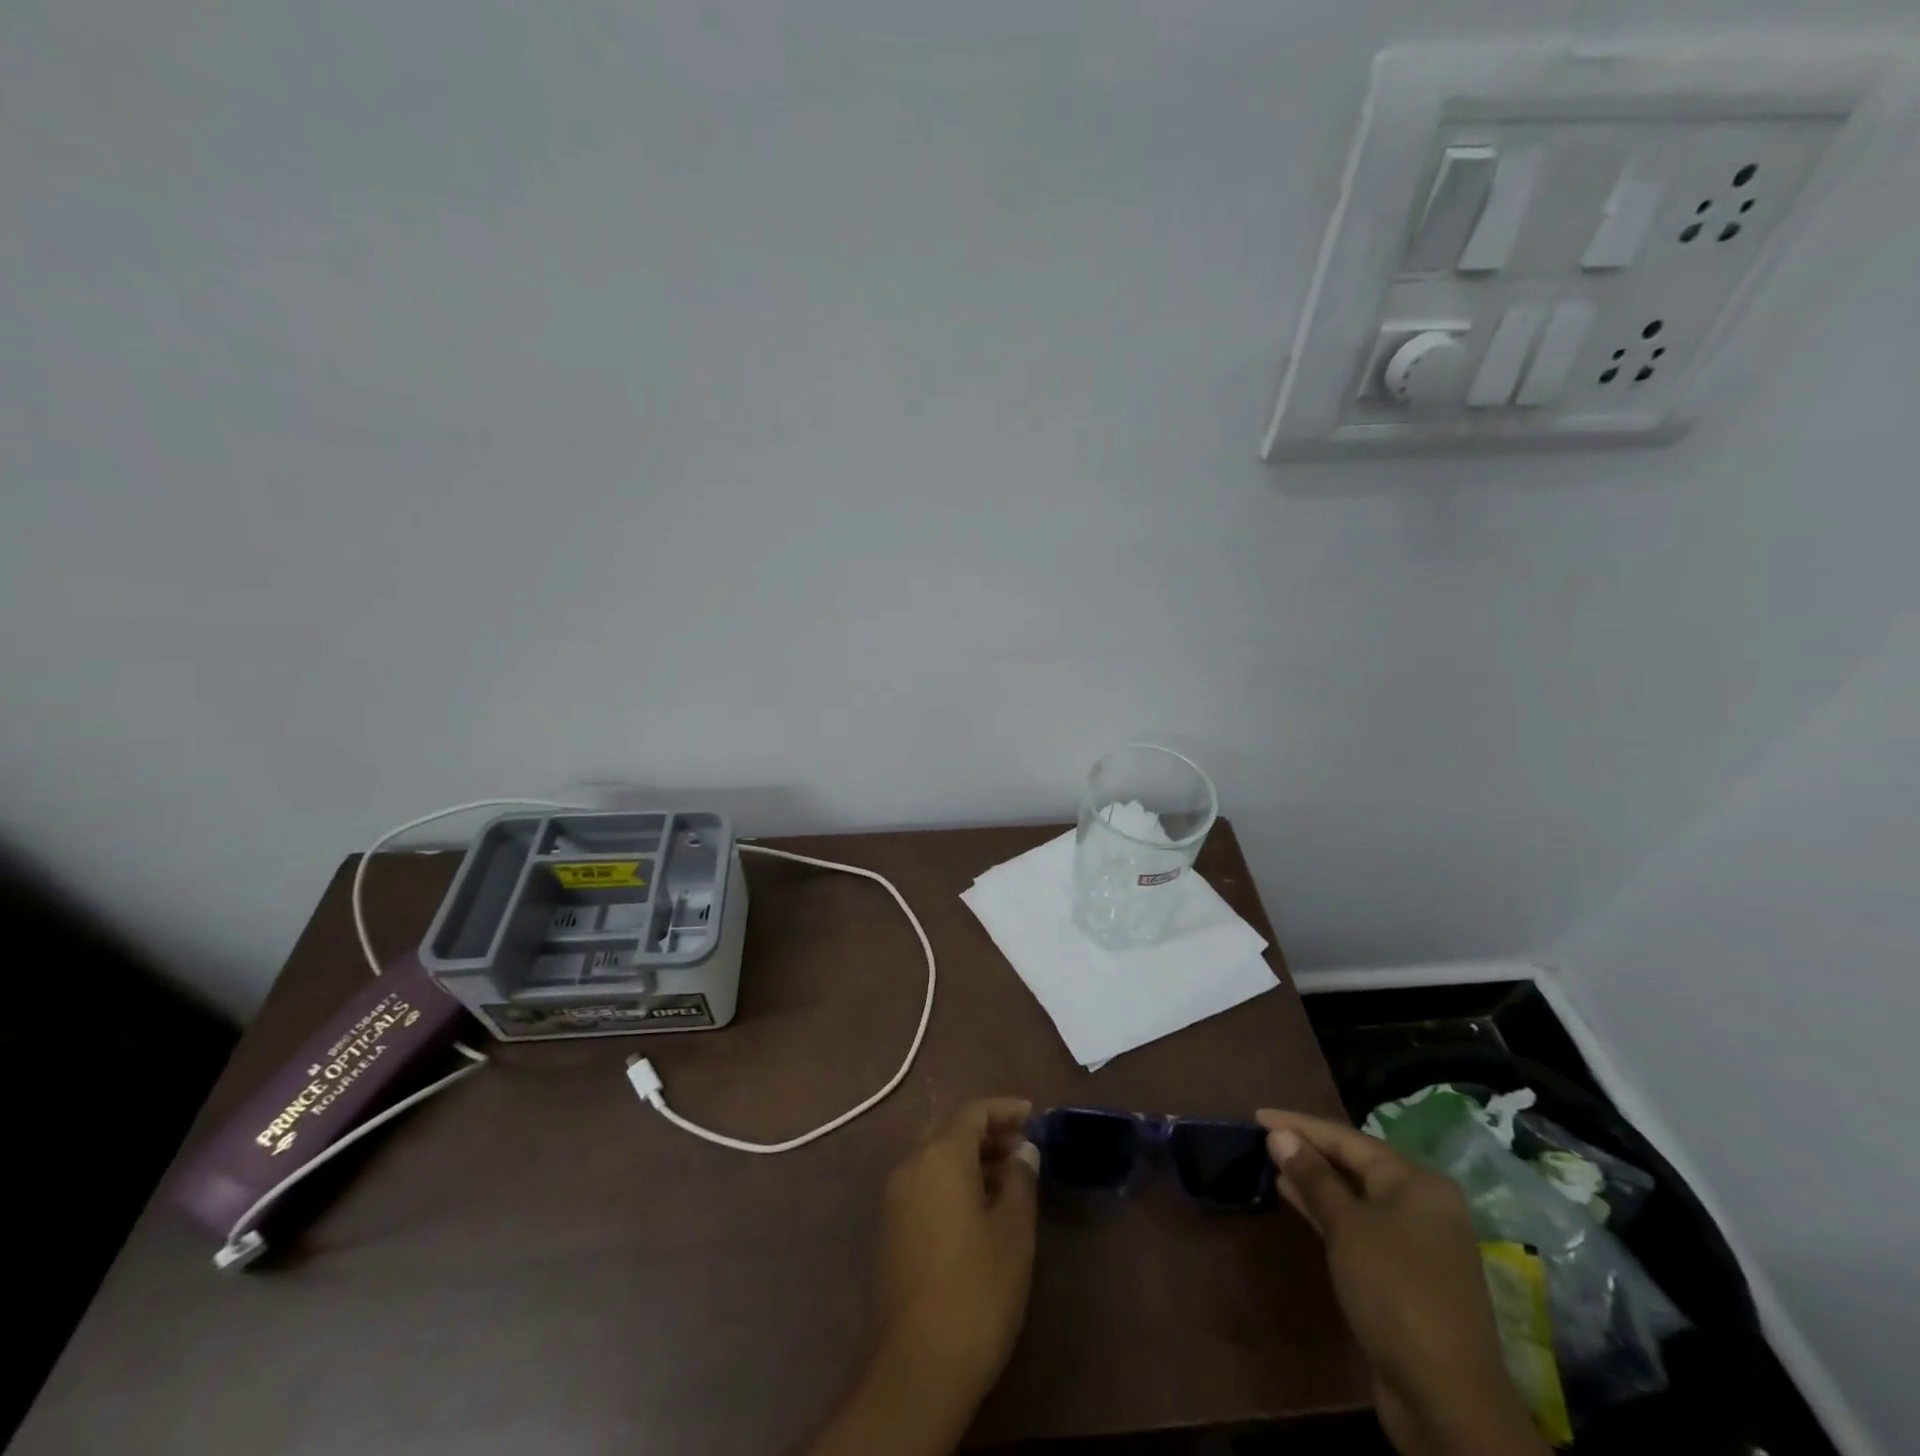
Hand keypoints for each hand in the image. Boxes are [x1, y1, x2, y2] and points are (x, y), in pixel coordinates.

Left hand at [802, 1099, 1038, 1455]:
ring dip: (973, 1160)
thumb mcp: (1013, 1231)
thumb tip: (1023, 1150)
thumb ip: (1021, 1180)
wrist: (916, 1366)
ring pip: (938, 1159)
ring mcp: (896, 1199)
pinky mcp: (892, 1230)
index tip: (1036, 1116)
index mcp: (939, 1155)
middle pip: (952, 1132)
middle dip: (990, 1134)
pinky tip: (982, 1211)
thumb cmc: (976, 1289)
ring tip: (1011, 1181)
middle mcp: (911, 1165)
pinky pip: (927, 1186)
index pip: (974, 1112)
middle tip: (1026, 1149)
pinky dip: (955, 1183)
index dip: (1006, 1109)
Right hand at [1257, 1109, 1547, 1455]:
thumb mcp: (1348, 1226)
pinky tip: (1298, 1204)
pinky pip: (1360, 1226)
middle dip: (1308, 1150)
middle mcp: (1422, 1204)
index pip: (1347, 1138)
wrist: (1446, 1398)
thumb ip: (1313, 1177)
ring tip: (1272, 1166)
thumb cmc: (1395, 1291)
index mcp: (1416, 1182)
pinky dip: (1328, 1212)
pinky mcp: (1405, 1275)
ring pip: (1356, 1196)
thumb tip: (1279, 1136)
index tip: (1257, 1117)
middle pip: (1355, 1164)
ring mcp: (1416, 1242)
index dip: (1299, 1125)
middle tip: (1263, 1139)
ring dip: (1315, 1181)